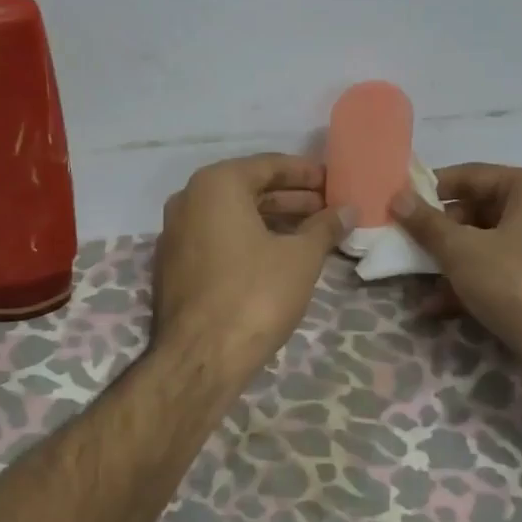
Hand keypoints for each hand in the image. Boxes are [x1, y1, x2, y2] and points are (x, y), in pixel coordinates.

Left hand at [151, 154, 350, 382]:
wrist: (200, 356)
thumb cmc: (255, 294)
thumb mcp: (301, 257)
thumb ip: (325, 227)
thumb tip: (348, 210)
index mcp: (215, 184)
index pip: (268, 165)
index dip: (305, 173)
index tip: (334, 182)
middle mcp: (188, 199)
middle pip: (248, 189)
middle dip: (290, 198)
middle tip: (328, 208)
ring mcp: (175, 233)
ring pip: (231, 216)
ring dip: (271, 220)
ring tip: (312, 232)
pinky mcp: (174, 265)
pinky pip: (217, 238)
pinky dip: (247, 240)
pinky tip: (278, 255)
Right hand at [390, 163, 521, 366]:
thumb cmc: (517, 283)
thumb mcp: (461, 252)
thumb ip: (427, 223)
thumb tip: (397, 197)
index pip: (471, 175)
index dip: (431, 190)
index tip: (401, 207)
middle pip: (482, 211)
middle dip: (443, 235)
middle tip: (412, 250)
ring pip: (494, 244)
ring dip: (455, 264)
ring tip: (422, 288)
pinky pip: (511, 269)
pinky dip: (480, 281)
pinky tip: (444, 307)